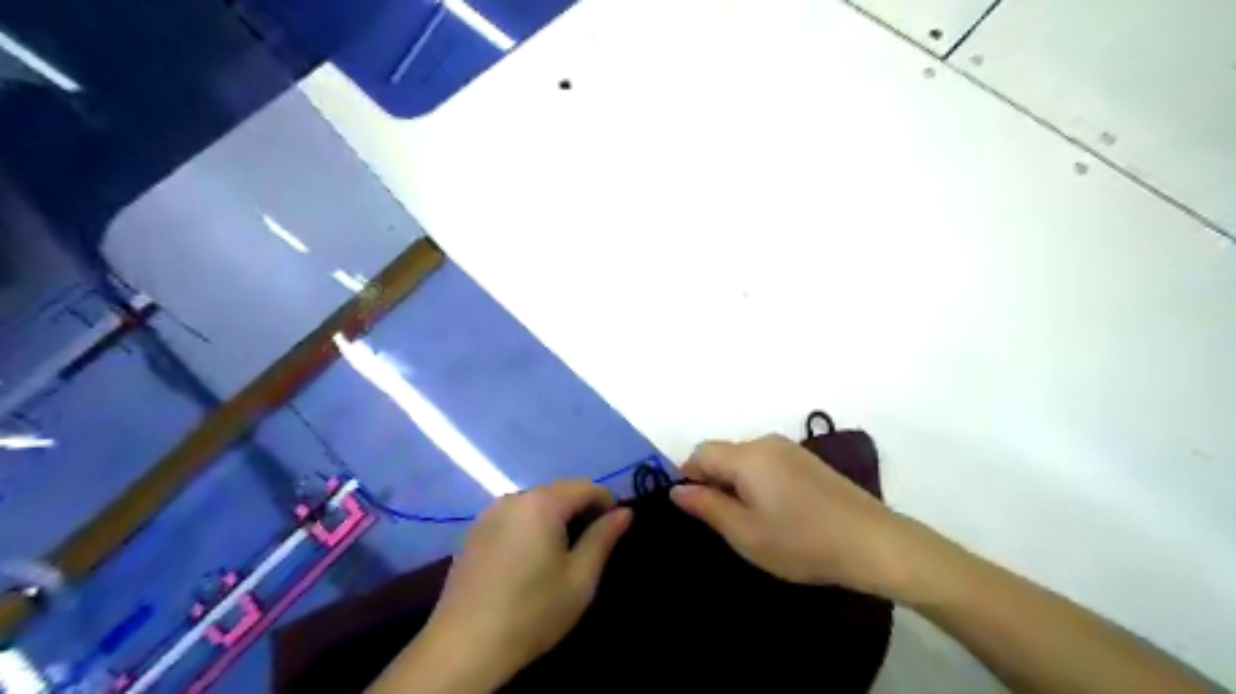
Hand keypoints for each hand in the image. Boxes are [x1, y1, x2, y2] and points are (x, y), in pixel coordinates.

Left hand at [429, 482, 637, 683]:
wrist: (464, 646)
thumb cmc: (532, 611)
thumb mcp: (580, 578)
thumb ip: (604, 538)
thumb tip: (625, 512)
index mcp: (542, 503)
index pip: (586, 487)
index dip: (607, 504)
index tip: (614, 531)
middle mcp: (514, 497)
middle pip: (558, 492)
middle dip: (579, 511)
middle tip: (590, 546)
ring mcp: (489, 513)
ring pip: (534, 504)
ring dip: (554, 519)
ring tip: (560, 555)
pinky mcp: (473, 532)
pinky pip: (513, 518)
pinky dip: (530, 528)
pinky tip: (529, 561)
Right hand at [673, 434, 909, 596]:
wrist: (873, 542)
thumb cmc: (802, 542)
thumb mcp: (745, 533)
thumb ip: (706, 507)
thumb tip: (676, 489)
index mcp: (747, 456)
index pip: (700, 453)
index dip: (688, 477)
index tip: (694, 509)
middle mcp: (766, 442)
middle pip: (723, 453)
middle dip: (713, 481)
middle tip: (722, 521)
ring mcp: (790, 449)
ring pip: (745, 459)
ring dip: (736, 482)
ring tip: (750, 520)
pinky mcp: (808, 460)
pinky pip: (767, 463)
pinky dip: (758, 481)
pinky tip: (776, 511)